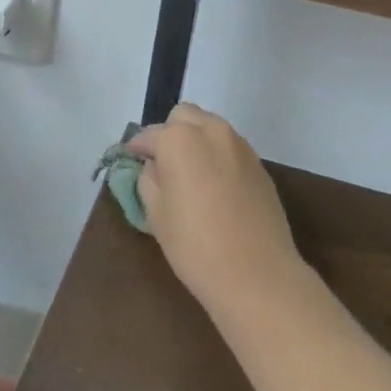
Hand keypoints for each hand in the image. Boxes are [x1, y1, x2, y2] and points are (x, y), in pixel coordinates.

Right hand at [132, 103, 303, 319]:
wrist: (257, 274)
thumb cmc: (195, 246)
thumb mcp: (156, 214)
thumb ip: (148, 180)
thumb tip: (153, 166)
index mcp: (178, 139)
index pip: (148, 135)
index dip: (136, 149)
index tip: (131, 162)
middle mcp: (210, 130)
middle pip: (183, 117)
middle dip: (169, 134)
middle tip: (163, 165)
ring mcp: (239, 144)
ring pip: (209, 127)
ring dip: (196, 141)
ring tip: (191, 175)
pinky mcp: (258, 163)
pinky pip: (229, 147)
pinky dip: (217, 156)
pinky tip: (216, 187)